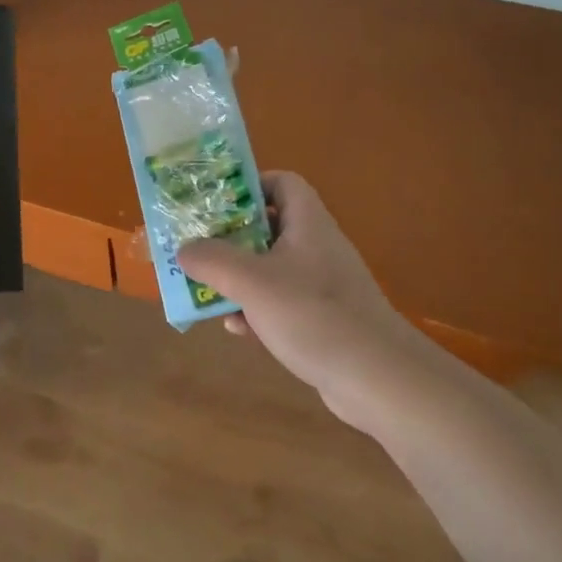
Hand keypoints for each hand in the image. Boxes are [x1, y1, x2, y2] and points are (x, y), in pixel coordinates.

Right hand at [177, 173, 432, 427]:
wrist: (378, 378)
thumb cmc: (313, 315)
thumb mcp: (252, 282)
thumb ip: (213, 260)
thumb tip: (184, 249)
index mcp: (307, 223)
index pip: (282, 182)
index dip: (250, 185)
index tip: (216, 203)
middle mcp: (316, 246)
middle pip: (269, 227)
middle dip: (231, 238)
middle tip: (199, 248)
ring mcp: (322, 284)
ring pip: (271, 268)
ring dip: (239, 278)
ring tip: (208, 291)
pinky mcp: (323, 318)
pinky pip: (281, 302)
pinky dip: (257, 310)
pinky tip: (239, 329)